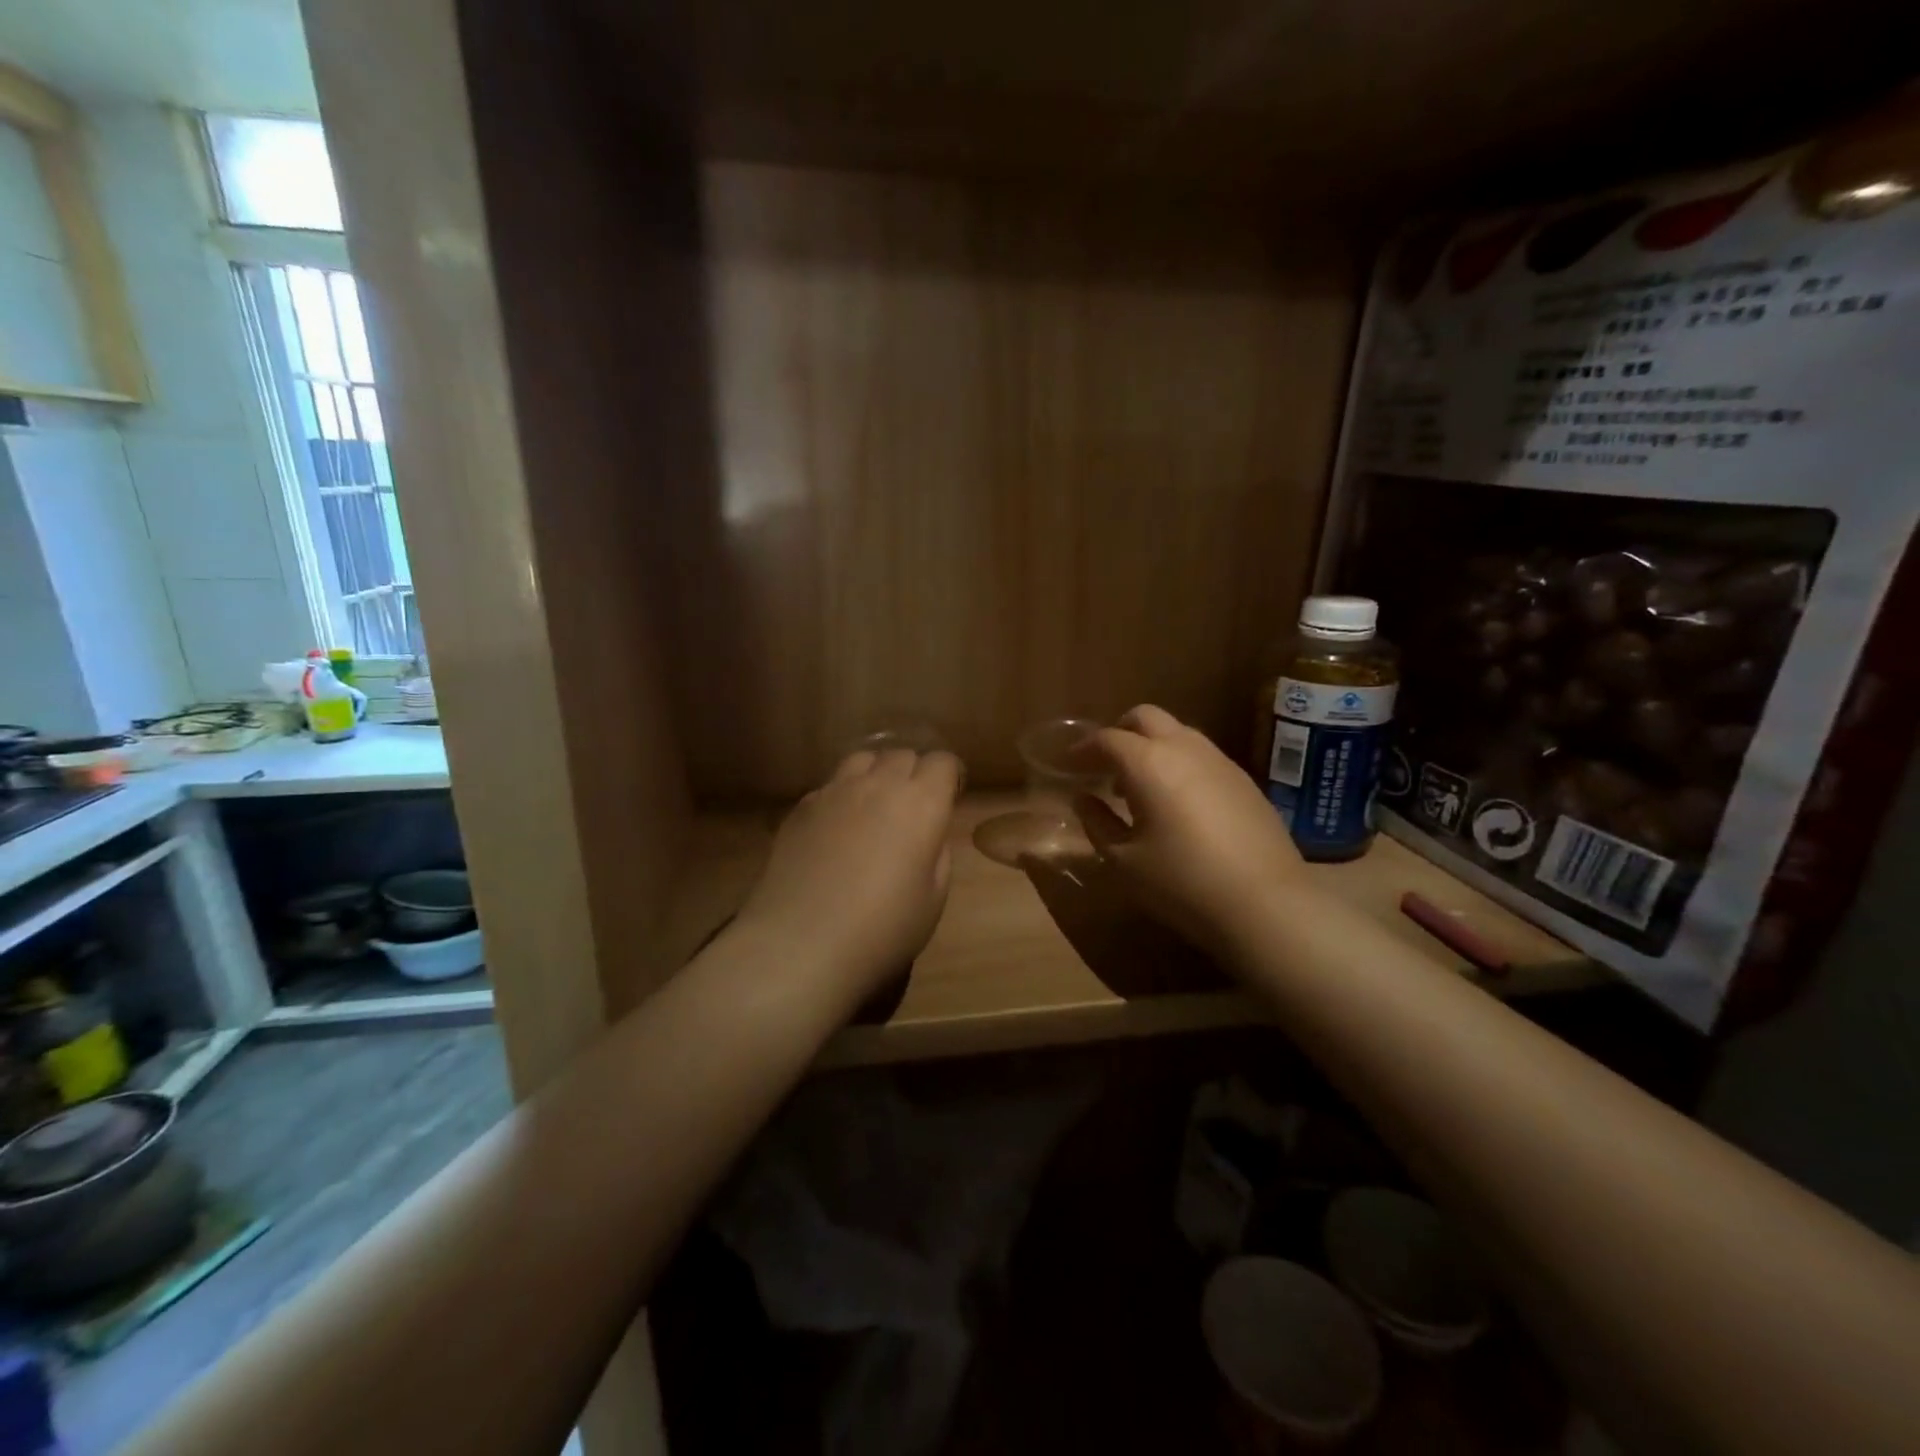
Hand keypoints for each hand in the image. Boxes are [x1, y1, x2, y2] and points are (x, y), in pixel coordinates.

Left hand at [736, 748, 962, 1007]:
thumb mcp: (933, 899)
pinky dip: (842, 796)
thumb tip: (928, 833)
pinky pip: (830, 785)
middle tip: (913, 808)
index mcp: (921, 804)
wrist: (801, 943)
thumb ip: (937, 853)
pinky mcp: (802, 807)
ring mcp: (835, 791)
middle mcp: (879, 784)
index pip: (943, 761)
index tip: (949, 798)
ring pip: (863, 759)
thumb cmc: (882, 929)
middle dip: (914, 773)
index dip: (950, 776)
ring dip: (876, 774)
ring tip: (873, 806)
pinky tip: (836, 830)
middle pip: (903, 755)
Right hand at [1072, 706, 1306, 952]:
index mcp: (1147, 763)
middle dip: (1119, 732)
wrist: (1266, 903)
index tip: (1069, 764)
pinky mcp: (1244, 779)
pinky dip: (1178, 763)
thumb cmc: (1181, 883)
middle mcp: (1184, 748)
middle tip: (1104, 764)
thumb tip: (1083, 799)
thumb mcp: (1124, 860)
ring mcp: (1219, 760)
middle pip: (1145, 717)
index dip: (1083, 749)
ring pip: (1177, 732)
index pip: (1107, 739)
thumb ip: (1097, 822)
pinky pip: (1201, 754)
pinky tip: (1177, 801)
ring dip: (1151, 747)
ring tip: (1139, 786)